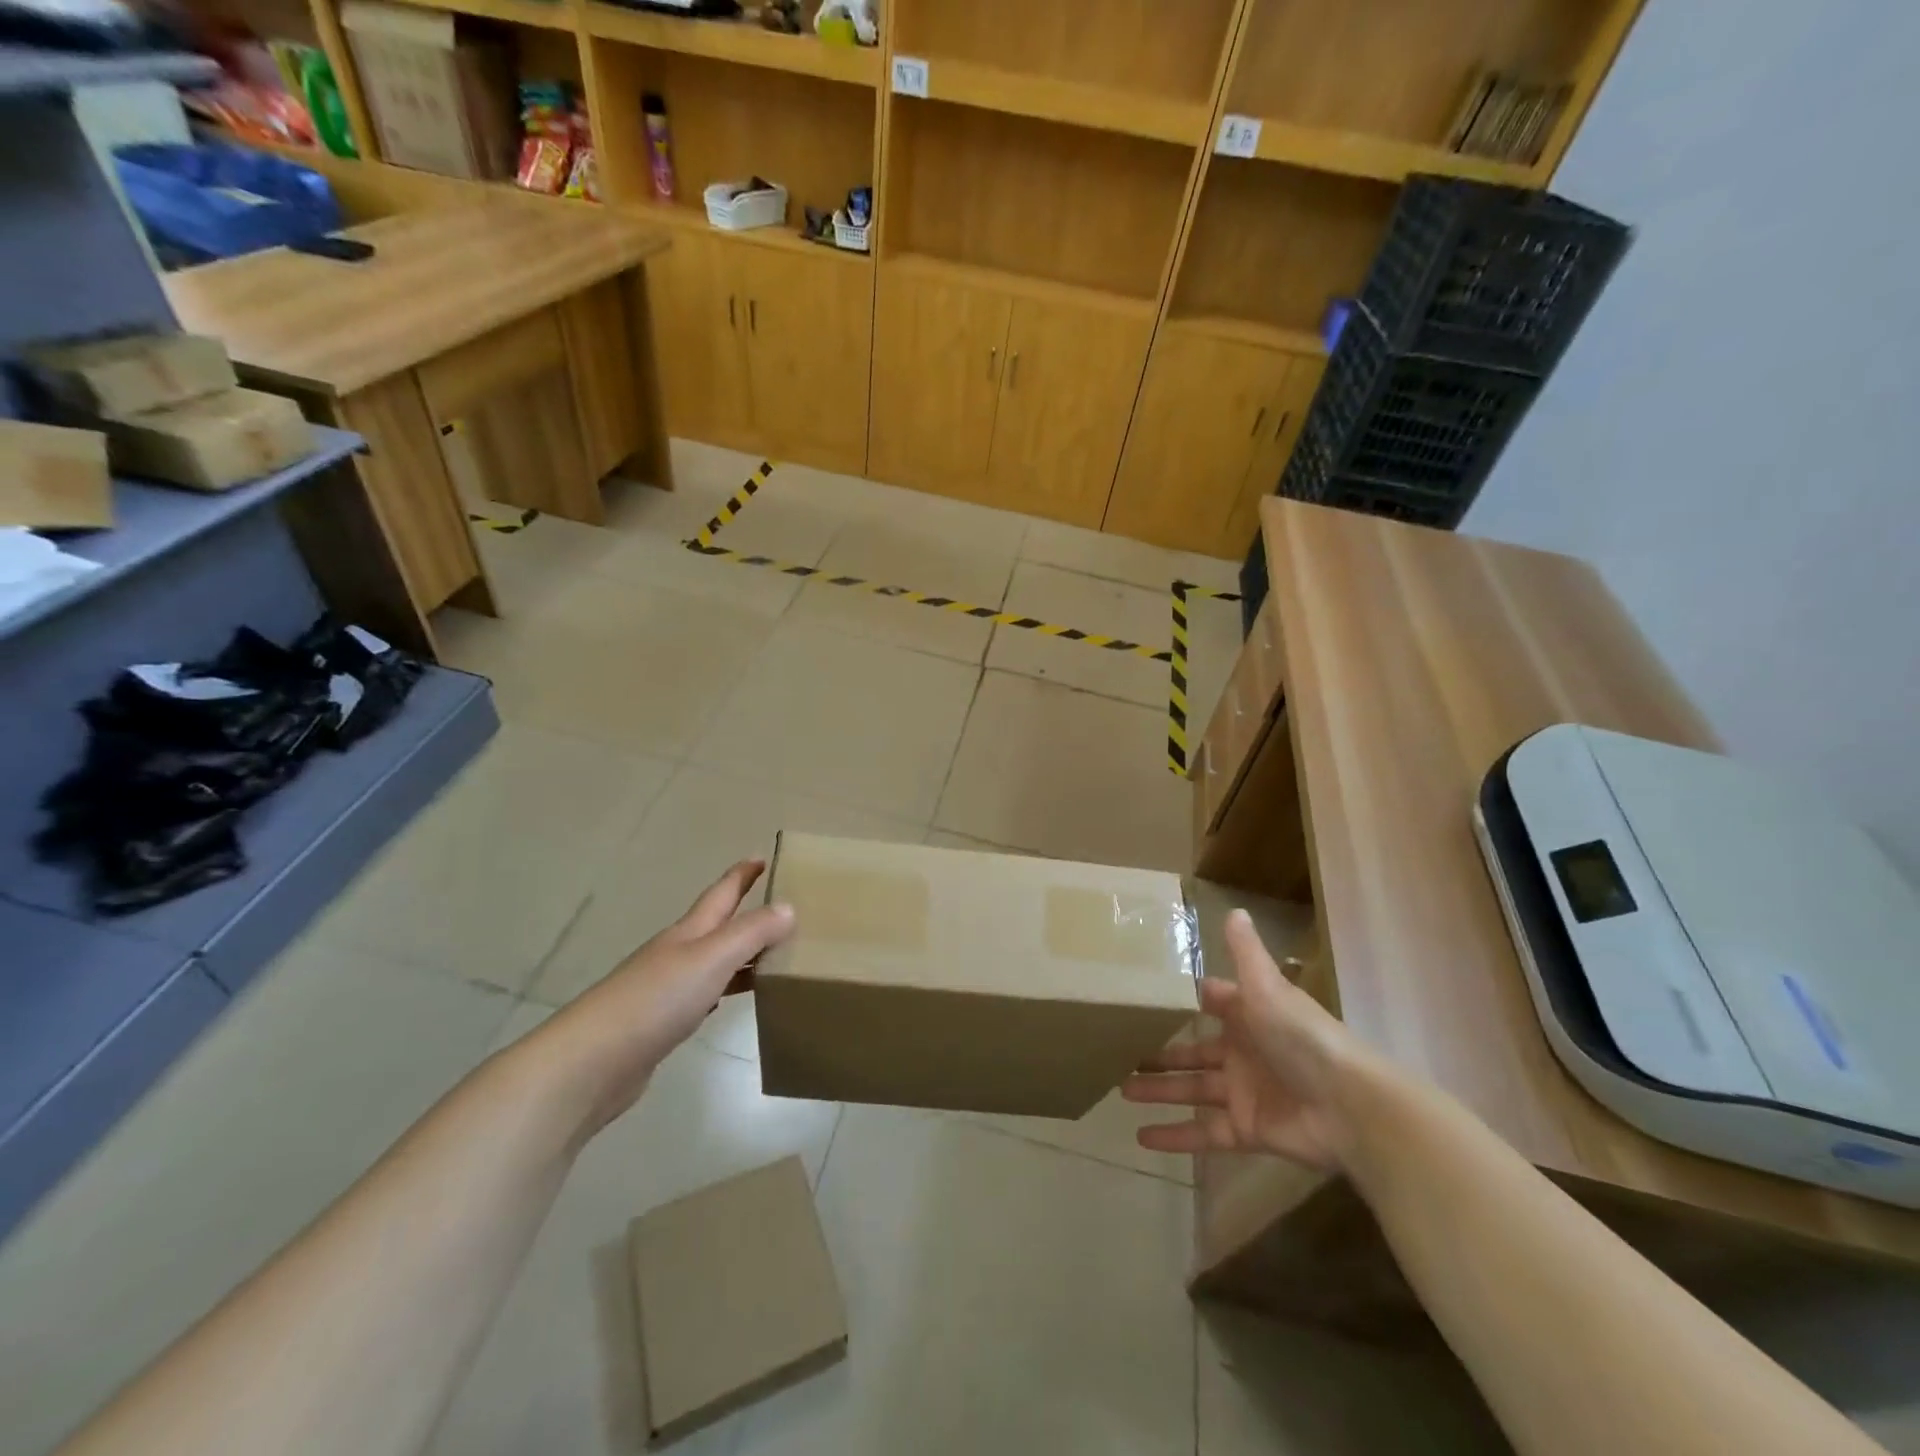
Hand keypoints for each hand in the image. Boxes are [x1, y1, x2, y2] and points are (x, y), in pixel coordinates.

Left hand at [535, 860, 794, 1136]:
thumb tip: (788, 906)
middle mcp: (677, 953)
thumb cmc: (655, 1000)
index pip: (721, 894)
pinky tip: (732, 998)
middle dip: (745, 912)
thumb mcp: (711, 959)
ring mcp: (666, 988)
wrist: (591, 1062)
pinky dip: (725, 988)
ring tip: (773, 954)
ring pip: (713, 960)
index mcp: (688, 933)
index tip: (763, 857)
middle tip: (782, 907)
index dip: (741, 875)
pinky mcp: (661, 1022)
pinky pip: (704, 993)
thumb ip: (751, 933)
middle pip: (717, 925)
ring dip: (741, 953)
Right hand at [1121, 909, 1367, 1171]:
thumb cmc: (1302, 1038)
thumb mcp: (1268, 988)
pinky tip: (1141, 1137)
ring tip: (1119, 1090)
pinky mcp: (1246, 1130)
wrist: (1349, 1107)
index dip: (1180, 1003)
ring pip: (1190, 1090)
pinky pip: (1203, 1133)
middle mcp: (1242, 1052)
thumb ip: (1247, 954)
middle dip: (1157, 1052)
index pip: (1209, 1005)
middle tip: (1119, 1051)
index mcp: (1248, 1016)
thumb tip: (1235, 909)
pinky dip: (1174, 1136)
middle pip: (1190, 1051)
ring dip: (1158, 1091)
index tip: (1142, 1000)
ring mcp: (1242, 1093)